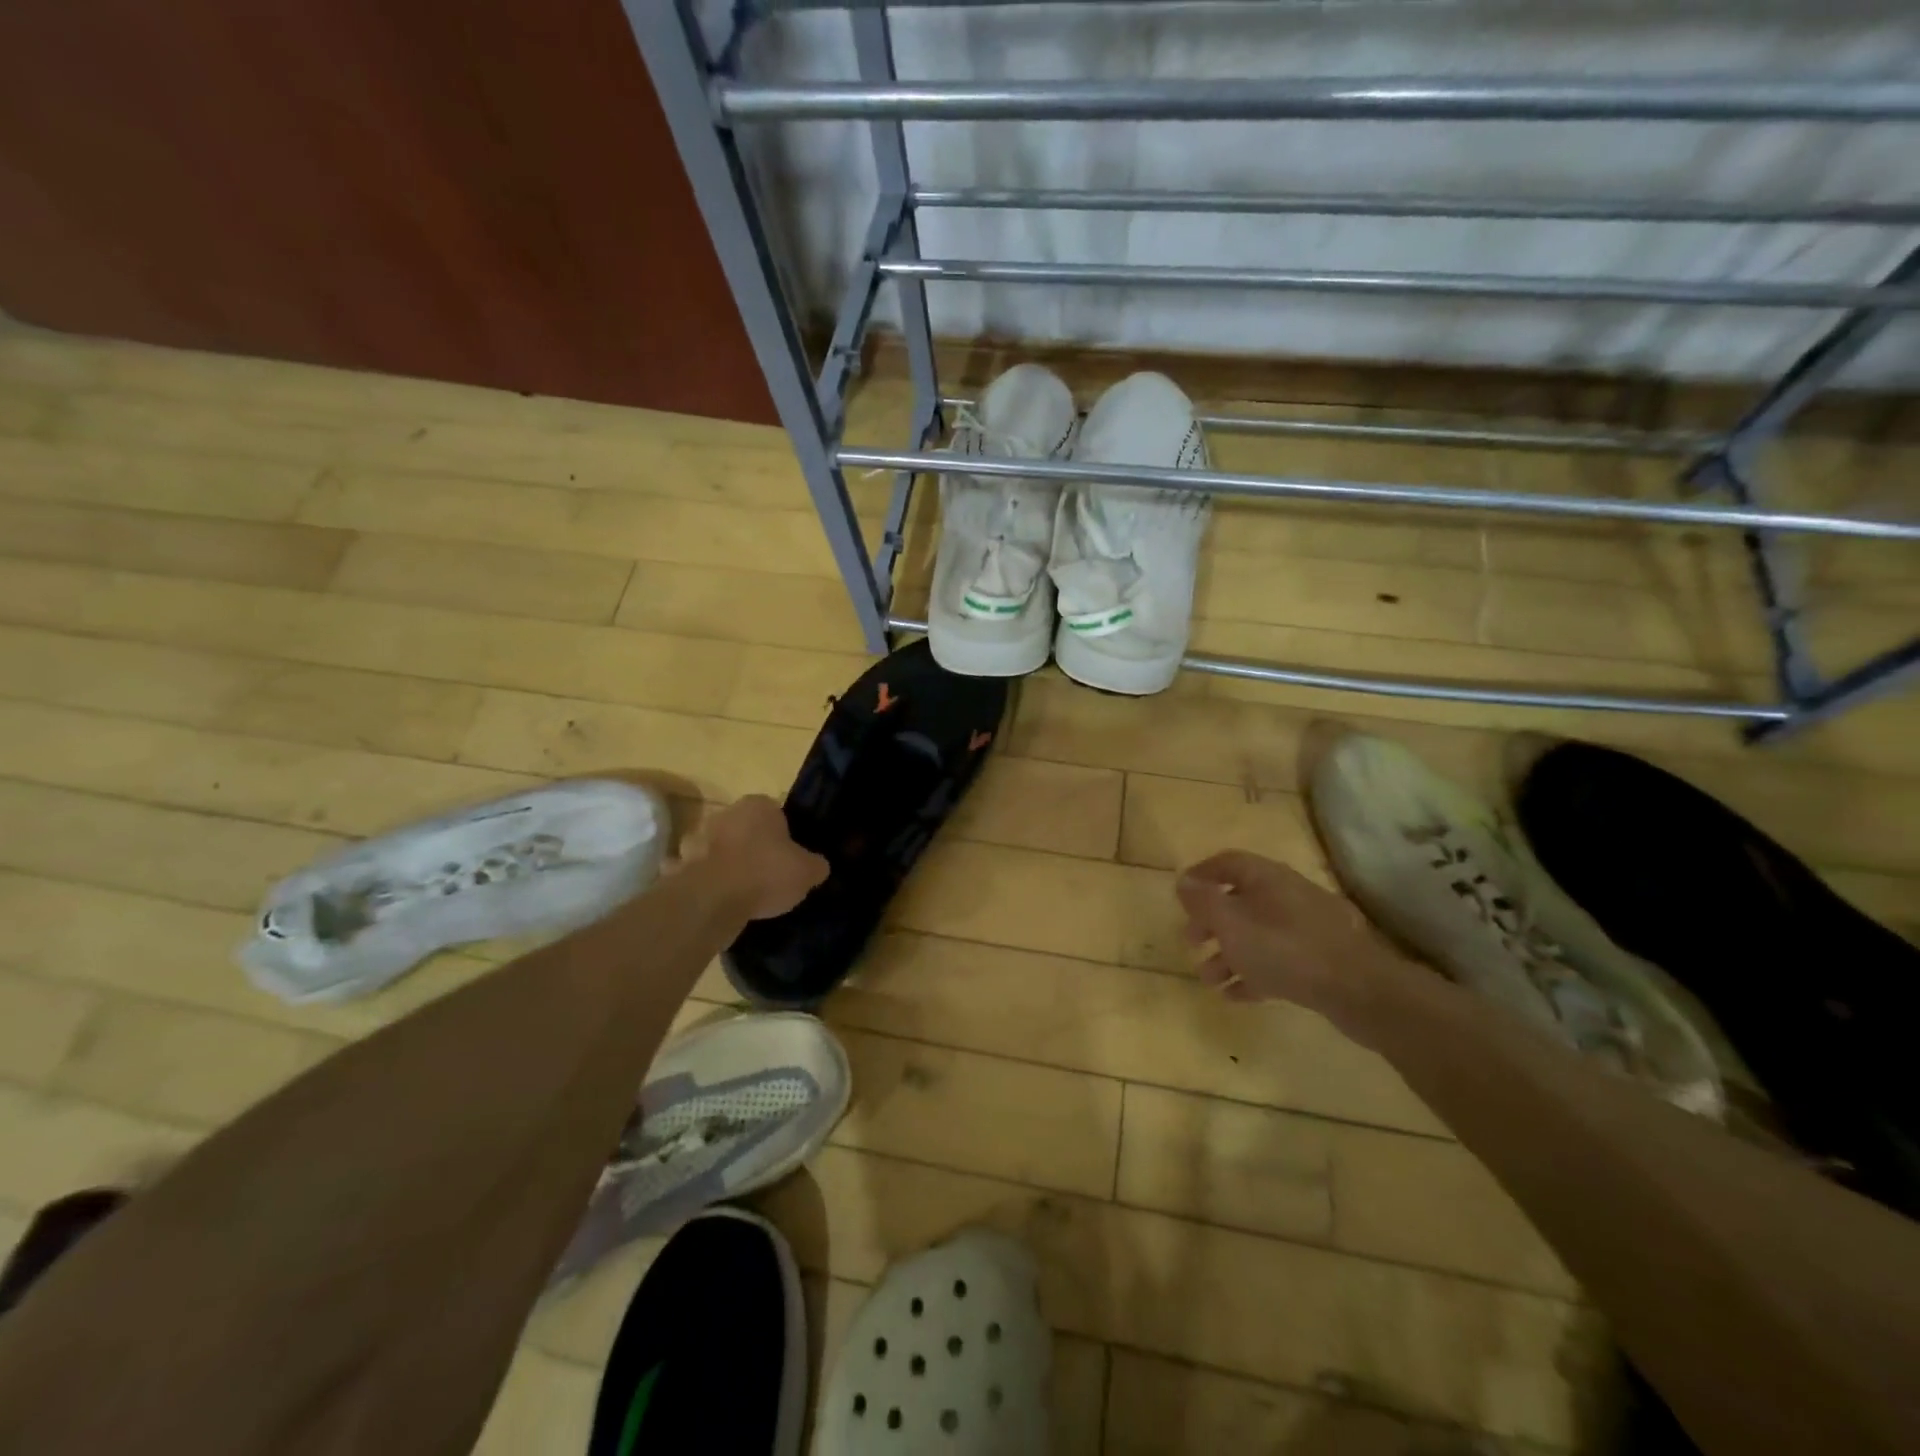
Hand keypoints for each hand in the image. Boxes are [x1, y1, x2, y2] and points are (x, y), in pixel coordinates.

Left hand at [677, 795, 827, 920]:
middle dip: (752, 845)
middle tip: (768, 872)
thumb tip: (818, 866)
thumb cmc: (766, 873)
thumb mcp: (807, 871)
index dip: (784, 834)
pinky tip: (716, 900)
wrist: (713, 899)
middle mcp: (725, 813)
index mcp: (758, 805)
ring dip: (725, 861)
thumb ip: (815, 865)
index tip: (789, 855)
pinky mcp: (679, 865)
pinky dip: (703, 882)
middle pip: (744, 827)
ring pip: (717, 847)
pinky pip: (695, 872)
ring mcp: (697, 838)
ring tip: (741, 889)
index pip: (775, 812)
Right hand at [1175, 850, 1407, 1036]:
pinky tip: (1237, 995)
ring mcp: (1308, 928)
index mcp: (1267, 877)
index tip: (1180, 894)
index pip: (1228, 862)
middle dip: (1211, 922)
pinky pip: (1278, 959)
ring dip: (1229, 954)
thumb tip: (1183, 881)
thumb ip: (1203, 902)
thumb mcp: (1231, 923)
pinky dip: (1254, 972)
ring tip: (1209, 981)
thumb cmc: (1284, 949)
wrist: (1359, 990)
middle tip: (1191, 943)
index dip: (1201, 875)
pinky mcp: (1321, 959)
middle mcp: (1288, 895)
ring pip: (1258, 934)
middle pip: (1240, 901)